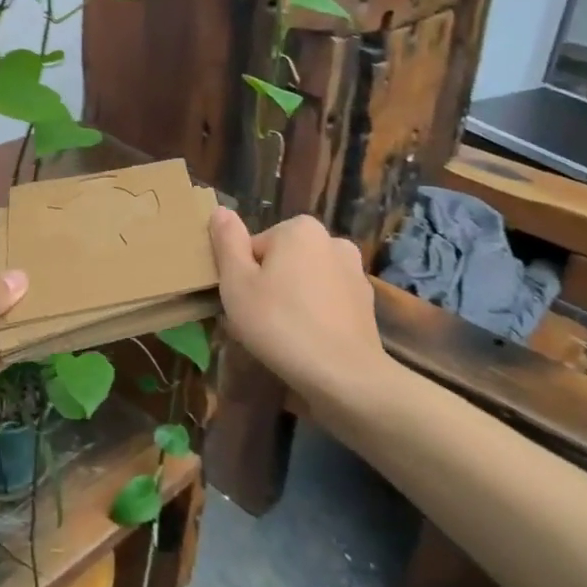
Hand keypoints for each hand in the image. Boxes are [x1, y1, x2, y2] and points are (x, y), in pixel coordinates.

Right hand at [209, 208, 387, 408]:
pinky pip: (326, 301)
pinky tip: (306, 343)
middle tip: (257, 322)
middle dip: (268, 286)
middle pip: (282, 260)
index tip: (242, 303)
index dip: (242, 276)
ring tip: (281, 337)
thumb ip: (227, 242)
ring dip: (291, 300)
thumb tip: (220, 211)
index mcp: (299, 229)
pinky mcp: (365, 303)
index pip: (255, 247)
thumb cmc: (280, 324)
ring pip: (305, 281)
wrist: (343, 375)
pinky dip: (314, 315)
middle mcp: (332, 240)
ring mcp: (354, 272)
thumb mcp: (236, 283)